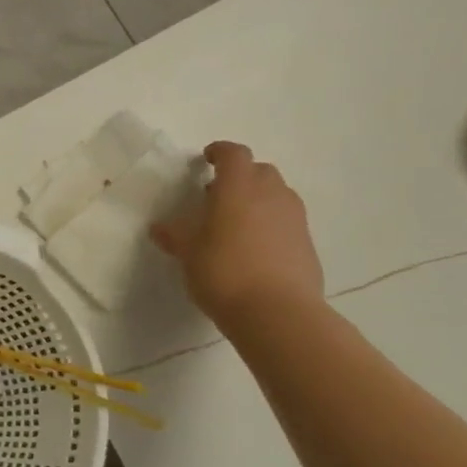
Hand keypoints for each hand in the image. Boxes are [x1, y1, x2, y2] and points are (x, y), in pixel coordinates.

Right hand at [151, 142, 324, 334]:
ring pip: (277, 195)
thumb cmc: (224, 272)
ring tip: (237, 224)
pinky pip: (287, 221)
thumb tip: (159, 227)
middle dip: (240, 176)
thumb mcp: (188, 254)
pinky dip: (272, 224)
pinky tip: (256, 249)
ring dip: (258, 200)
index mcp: (238, 187)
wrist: (278, 313)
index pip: (233, 154)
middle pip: (259, 170)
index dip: (220, 152)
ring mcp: (294, 218)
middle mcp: (271, 193)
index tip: (206, 160)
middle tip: (218, 196)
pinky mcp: (307, 243)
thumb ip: (174, 236)